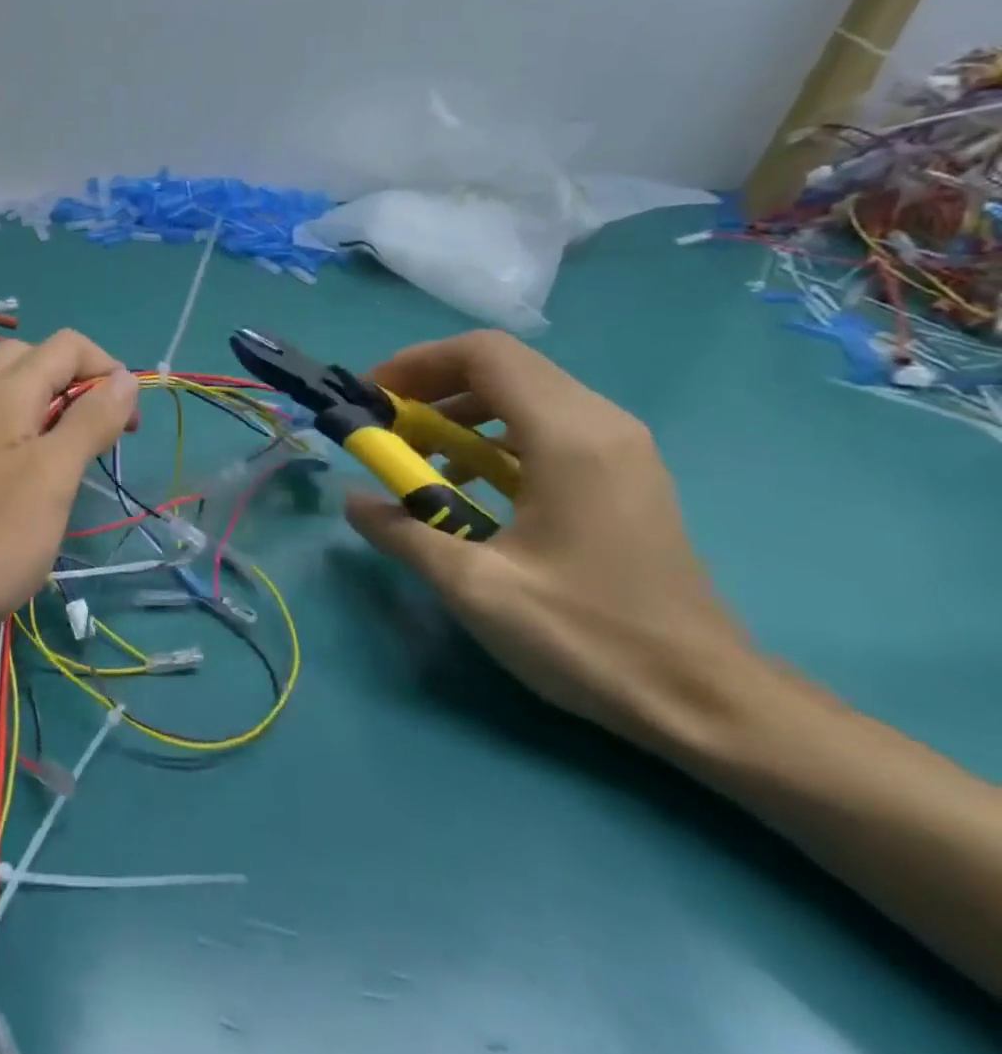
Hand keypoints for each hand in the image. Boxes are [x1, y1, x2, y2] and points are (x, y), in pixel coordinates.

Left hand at [0, 329, 138, 640]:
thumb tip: (126, 378)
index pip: (67, 345)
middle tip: (102, 431)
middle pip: (36, 359)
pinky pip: (1, 426)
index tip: (128, 424)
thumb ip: (90, 421)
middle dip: (80, 382)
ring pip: (17, 393)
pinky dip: (33, 434)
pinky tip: (40, 479)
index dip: (108, 370)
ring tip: (78, 456)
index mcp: (4, 392)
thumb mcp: (53, 477)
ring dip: (57, 408)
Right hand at [344, 330, 758, 753]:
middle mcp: (601, 423)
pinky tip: (468, 484)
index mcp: (569, 437)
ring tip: (418, 456)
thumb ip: (401, 532)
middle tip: (385, 426)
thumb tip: (350, 498)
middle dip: (431, 385)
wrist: (703, 698)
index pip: (484, 355)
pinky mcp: (624, 473)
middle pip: (503, 366)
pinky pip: (546, 425)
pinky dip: (492, 435)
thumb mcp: (473, 586)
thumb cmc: (585, 636)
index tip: (372, 399)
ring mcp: (621, 447)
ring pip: (525, 393)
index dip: (416, 364)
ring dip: (460, 411)